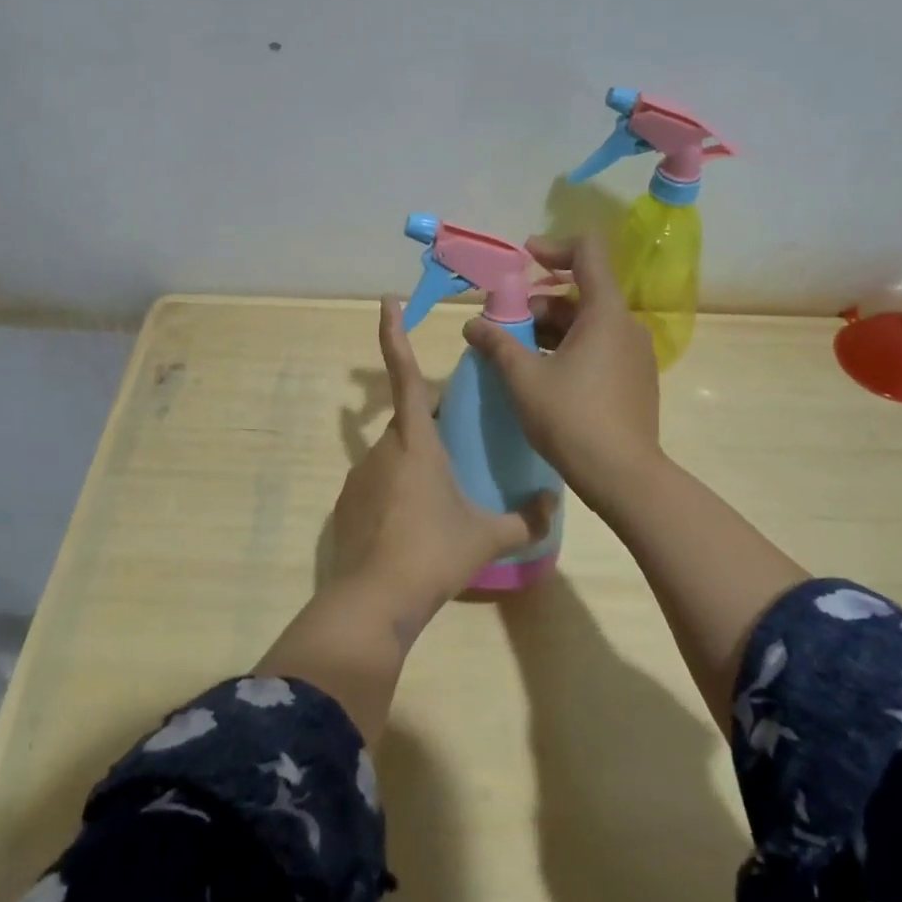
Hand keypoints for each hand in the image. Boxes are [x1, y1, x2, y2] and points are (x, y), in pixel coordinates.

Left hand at [331, 298, 555, 624]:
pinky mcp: (347, 504)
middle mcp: (382, 449)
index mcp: (416, 441)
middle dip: (430, 424)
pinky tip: (414, 526)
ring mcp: (359, 476)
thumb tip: (554, 504)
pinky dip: (396, 493)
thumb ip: (526, 518)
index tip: (386, 302)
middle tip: (459, 446)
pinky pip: (378, 485)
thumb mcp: (487, 536)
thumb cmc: (434, 553)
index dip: (394, 335)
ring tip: (440, 499)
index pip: (404, 375)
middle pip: (407, 421)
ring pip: (393, 455)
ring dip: (416, 464)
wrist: (375, 599)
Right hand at [461, 235, 662, 514]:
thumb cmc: (571, 418)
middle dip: (539, 302)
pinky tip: (542, 374)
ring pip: (587, 324)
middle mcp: (626, 325)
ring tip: (515, 352)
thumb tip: (471, 325)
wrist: (623, 476)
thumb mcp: (524, 378)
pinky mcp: (634, 379)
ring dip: (550, 328)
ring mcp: (634, 354)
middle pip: (581, 293)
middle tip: (504, 324)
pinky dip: (568, 348)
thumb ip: (497, 343)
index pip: (587, 252)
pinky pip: (598, 347)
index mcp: (605, 313)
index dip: (553, 247)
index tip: (523, 259)